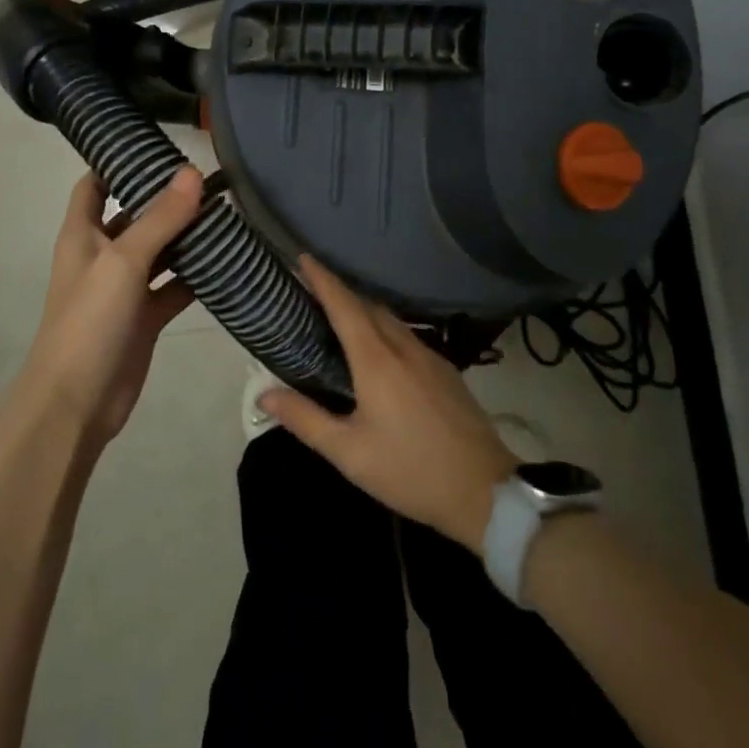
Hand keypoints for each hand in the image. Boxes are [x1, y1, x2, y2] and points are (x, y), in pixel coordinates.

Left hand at [15, 167, 203, 446]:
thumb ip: (160, 218)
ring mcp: (125, 287)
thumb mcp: (124, 261)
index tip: (158, 143)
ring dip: (187, 236)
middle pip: (136, 214)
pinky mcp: (145, 316)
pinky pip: (175, 286)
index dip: (118, 161)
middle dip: (167, 198)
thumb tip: (192, 172)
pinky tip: (228, 262)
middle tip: (212, 178)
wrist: (76, 403)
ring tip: (228, 213)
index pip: (96, 183)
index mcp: (83, 233)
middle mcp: (103, 254)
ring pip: (160, 250)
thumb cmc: (89, 321)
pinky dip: (197, 275)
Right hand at [258, 258, 517, 547]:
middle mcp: (403, 346)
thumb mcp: (349, 453)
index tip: (303, 258)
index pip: (344, 305)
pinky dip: (384, 329)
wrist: (483, 490)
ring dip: (363, 310)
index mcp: (376, 360)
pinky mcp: (446, 369)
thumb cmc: (409, 470)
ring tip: (340, 319)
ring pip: (391, 319)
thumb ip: (305, 419)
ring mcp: (430, 356)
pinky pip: (407, 335)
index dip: (323, 279)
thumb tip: (265, 393)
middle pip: (367, 306)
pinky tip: (379, 351)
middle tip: (312, 291)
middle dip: (340, 292)